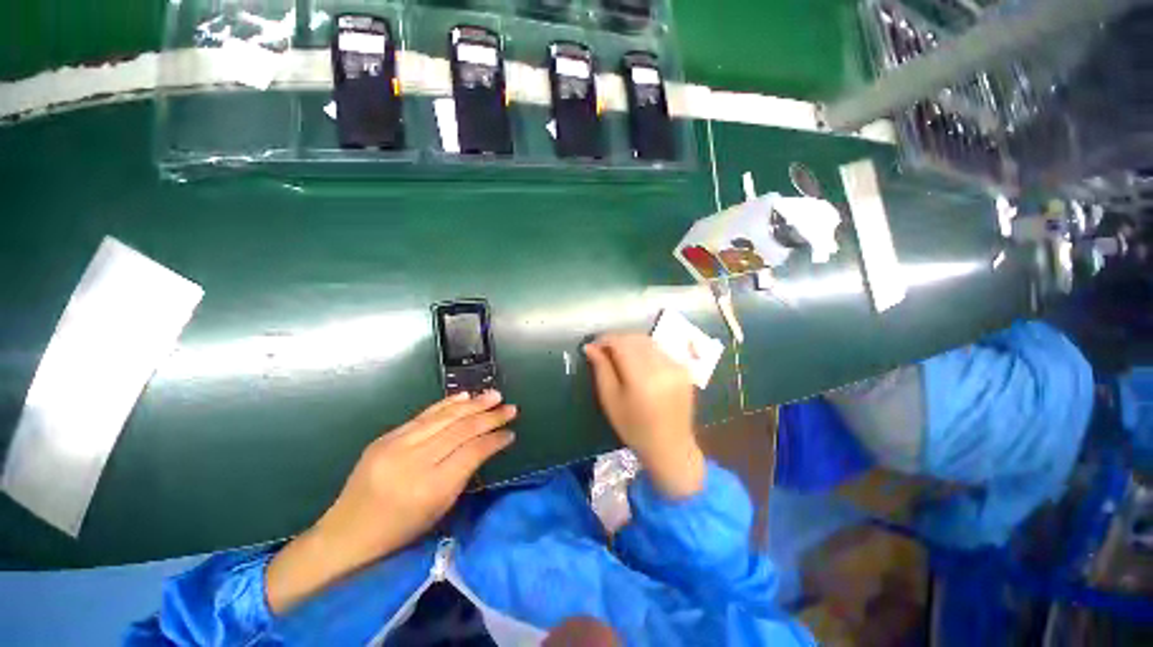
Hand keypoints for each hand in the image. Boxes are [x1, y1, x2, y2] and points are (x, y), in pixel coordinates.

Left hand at [266, 391, 515, 613]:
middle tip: (510, 408)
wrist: (346, 534)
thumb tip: (485, 445)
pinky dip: (448, 404)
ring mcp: (396, 445)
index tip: (511, 432)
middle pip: (460, 430)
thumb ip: (463, 474)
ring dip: (473, 404)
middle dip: (489, 417)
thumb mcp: (438, 509)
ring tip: (494, 395)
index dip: (494, 439)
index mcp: (429, 487)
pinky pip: (424, 415)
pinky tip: (465, 397)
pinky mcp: (386, 437)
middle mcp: (413, 460)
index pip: (472, 452)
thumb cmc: (398, 531)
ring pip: (444, 417)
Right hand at [584, 333, 703, 498]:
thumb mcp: (610, 400)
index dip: (605, 340)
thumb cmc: (634, 428)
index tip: (594, 346)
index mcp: (642, 377)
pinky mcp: (684, 368)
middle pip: (635, 338)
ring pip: (648, 341)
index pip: (621, 343)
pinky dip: (646, 350)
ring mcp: (676, 366)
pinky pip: (659, 349)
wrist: (670, 447)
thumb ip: (601, 369)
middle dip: (617, 340)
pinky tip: (639, 363)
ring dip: (631, 343)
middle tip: (604, 351)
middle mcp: (662, 366)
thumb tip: (590, 347)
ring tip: (619, 355)